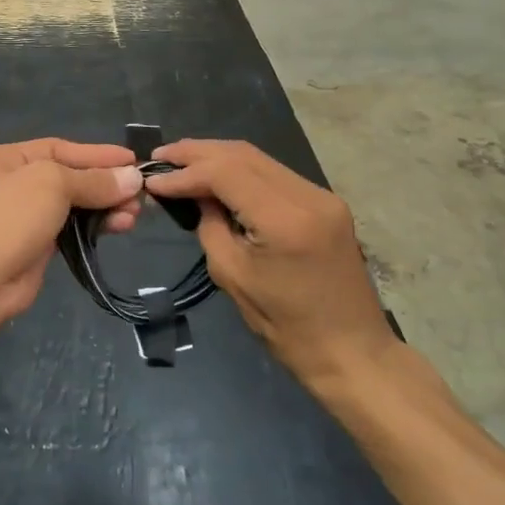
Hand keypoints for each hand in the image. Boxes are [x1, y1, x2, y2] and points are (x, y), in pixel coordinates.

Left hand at [0, 139, 141, 337]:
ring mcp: (18, 218)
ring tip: (135, 214)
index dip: (96, 155)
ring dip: (104, 207)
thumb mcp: (49, 185)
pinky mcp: (31, 248)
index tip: (133, 162)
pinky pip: (68, 230)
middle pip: (65, 177)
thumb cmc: (4, 220)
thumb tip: (133, 177)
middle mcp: (6, 184)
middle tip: (141, 193)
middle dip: (104, 184)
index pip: (56, 148)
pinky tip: (118, 227)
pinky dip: (93, 227)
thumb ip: (92, 180)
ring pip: (70, 206)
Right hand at [145, 140, 394, 381]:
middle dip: (198, 152)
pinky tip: (216, 176)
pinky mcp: (326, 203)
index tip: (153, 180)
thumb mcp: (232, 276)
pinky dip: (240, 170)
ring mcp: (322, 196)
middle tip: (160, 157)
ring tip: (181, 162)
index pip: (225, 172)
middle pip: (243, 154)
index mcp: (285, 219)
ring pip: (260, 158)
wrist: (352, 351)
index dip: (185, 172)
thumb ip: (210, 226)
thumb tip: (195, 195)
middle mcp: (308, 196)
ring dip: (218, 157)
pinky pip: (275, 174)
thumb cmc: (286, 326)